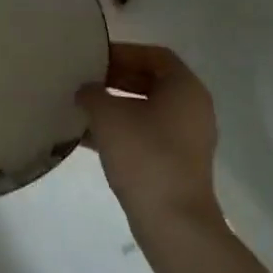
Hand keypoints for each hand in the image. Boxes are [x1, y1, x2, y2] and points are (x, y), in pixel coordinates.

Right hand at [76, 43, 222, 234]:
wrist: (172, 221)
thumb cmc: (144, 155)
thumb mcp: (108, 116)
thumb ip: (92, 93)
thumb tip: (85, 91)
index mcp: (185, 88)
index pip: (155, 55)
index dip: (123, 52)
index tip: (93, 58)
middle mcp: (192, 108)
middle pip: (151, 81)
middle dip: (115, 79)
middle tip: (83, 80)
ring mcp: (186, 138)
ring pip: (145, 110)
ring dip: (114, 106)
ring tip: (80, 107)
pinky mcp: (175, 163)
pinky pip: (145, 134)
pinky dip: (119, 130)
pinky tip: (85, 137)